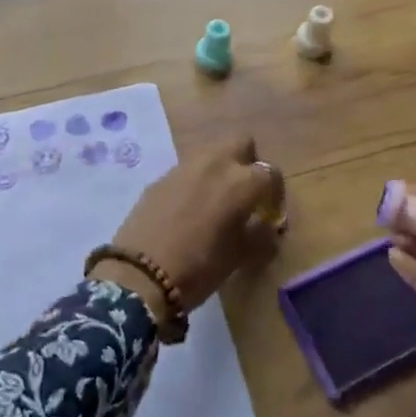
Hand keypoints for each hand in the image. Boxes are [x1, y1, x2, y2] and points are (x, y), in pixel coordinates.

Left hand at [102, 136, 284, 314]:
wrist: (140, 274)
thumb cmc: (199, 267)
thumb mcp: (239, 256)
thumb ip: (260, 235)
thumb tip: (269, 226)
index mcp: (240, 181)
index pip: (270, 172)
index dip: (275, 193)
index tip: (271, 213)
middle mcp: (215, 163)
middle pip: (241, 142)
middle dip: (249, 162)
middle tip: (246, 192)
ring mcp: (185, 166)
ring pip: (213, 151)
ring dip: (222, 167)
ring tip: (218, 198)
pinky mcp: (162, 175)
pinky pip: (189, 168)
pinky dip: (197, 179)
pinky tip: (190, 206)